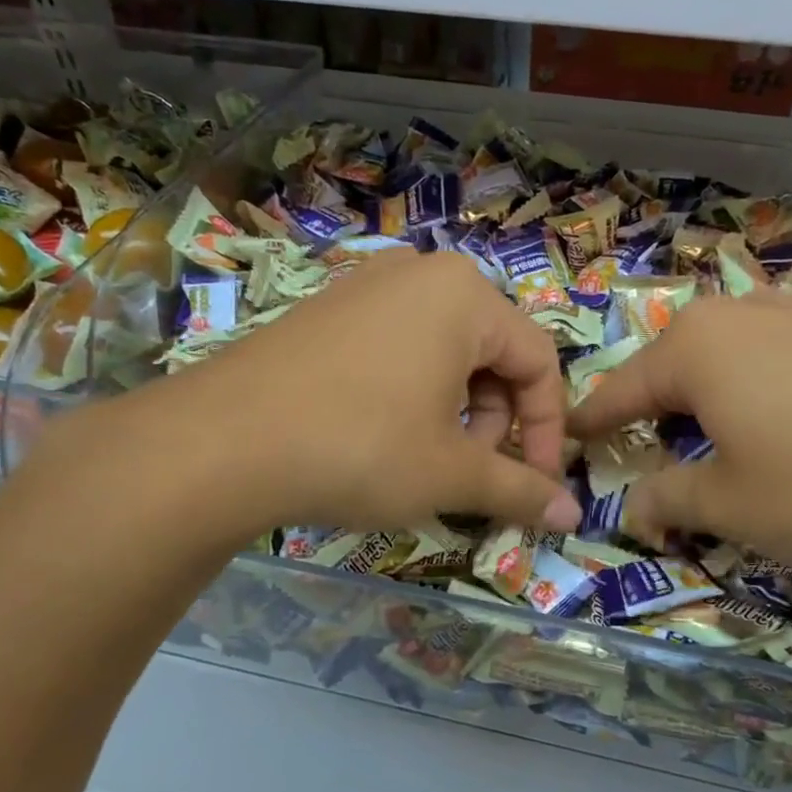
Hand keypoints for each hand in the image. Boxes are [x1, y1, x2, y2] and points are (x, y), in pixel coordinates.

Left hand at [84, 249, 581, 542]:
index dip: (546, 432)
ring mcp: (365, 286)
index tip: (536, 488)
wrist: (220, 444)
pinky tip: (381, 437)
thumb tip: (571, 517)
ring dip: (456, 413)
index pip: (539, 362)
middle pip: (492, 354)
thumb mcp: (451, 474)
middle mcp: (420, 274)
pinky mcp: (326, 311)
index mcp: (465, 295)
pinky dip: (412, 395)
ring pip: (444, 354)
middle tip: (472, 474)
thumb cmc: (360, 447)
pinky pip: (396, 349)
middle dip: (496, 423)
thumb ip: (520, 490)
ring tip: (427, 461)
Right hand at [567, 290, 791, 578]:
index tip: (565, 439)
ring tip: (709, 445)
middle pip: (673, 368)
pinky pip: (778, 364)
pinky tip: (782, 431)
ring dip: (707, 404)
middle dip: (651, 412)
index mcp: (697, 348)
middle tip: (639, 453)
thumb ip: (669, 500)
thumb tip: (632, 507)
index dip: (590, 422)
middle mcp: (744, 316)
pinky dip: (758, 398)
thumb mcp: (732, 507)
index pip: (619, 390)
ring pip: (728, 362)